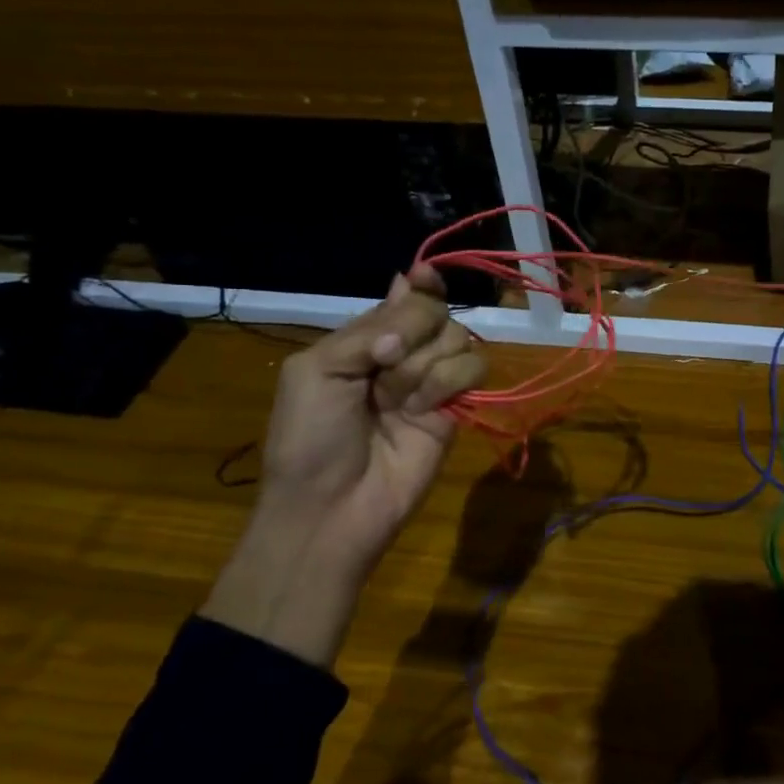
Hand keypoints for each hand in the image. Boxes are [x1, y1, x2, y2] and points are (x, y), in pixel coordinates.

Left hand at [202, 264, 486, 667]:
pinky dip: (451, 381)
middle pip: (437, 311)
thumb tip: (413, 285)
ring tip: (399, 400)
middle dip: (413, 331)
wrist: (333, 505)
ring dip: (427, 364)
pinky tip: (424, 409)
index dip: (421, 284)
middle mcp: (404, 354)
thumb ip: (368, 327)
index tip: (426, 277)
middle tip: (383, 364)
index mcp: (364, 339)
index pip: (406, 297)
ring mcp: (433, 382)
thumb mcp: (318, 369)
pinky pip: (474, 369)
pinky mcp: (458, 409)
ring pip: (459, 337)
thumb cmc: (310, 437)